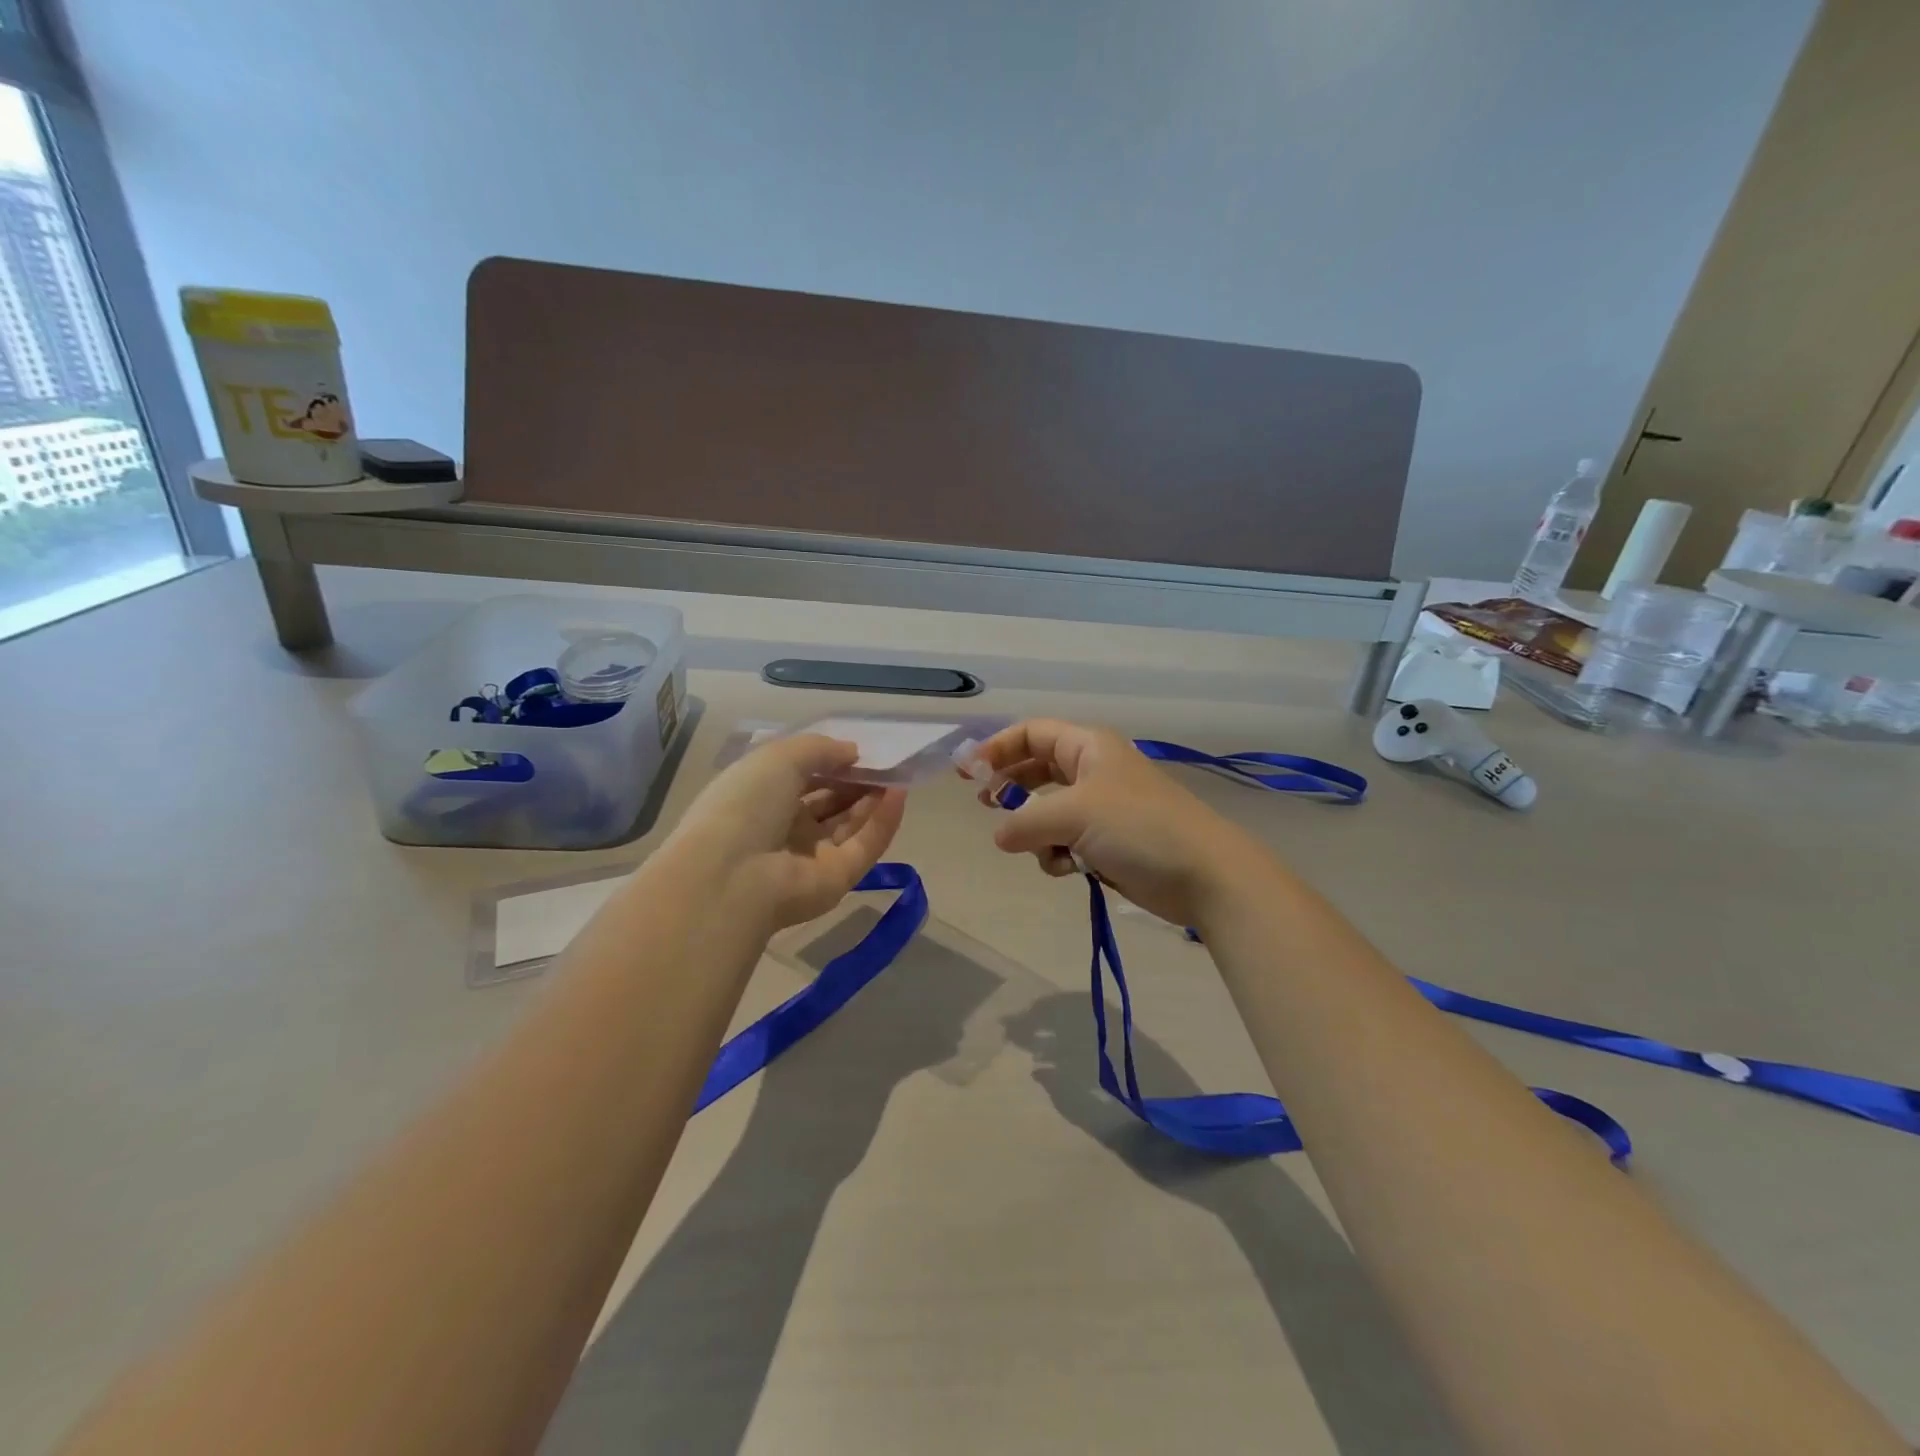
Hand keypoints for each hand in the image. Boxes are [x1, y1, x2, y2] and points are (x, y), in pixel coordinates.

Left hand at [668, 735, 906, 931]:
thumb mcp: (778, 757)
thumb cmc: (745, 804)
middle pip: (829, 804)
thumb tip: (853, 752)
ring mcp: (811, 858)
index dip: (831, 763)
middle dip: (856, 782)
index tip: (858, 751)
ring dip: (873, 799)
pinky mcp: (836, 880)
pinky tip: (898, 794)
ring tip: (897, 774)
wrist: (731, 874)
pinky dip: (882, 822)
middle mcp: (785, 830)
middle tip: (884, 763)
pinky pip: (864, 847)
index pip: (803, 779)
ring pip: (850, 825)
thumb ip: (820, 749)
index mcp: (762, 800)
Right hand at [967, 719, 1265, 927]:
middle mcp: (1093, 771)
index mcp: (1088, 747)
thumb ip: (1025, 821)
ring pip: (1047, 812)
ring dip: (1036, 832)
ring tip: (1040, 848)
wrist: (1204, 875)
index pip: (1032, 733)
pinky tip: (1068, 869)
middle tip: (986, 805)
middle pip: (1037, 769)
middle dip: (1011, 788)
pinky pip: (1065, 842)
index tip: (968, 773)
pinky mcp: (1108, 843)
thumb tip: (999, 836)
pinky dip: (1058, 855)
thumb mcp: (1074, 814)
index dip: (997, 747)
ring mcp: (1102, 808)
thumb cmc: (1139, 827)